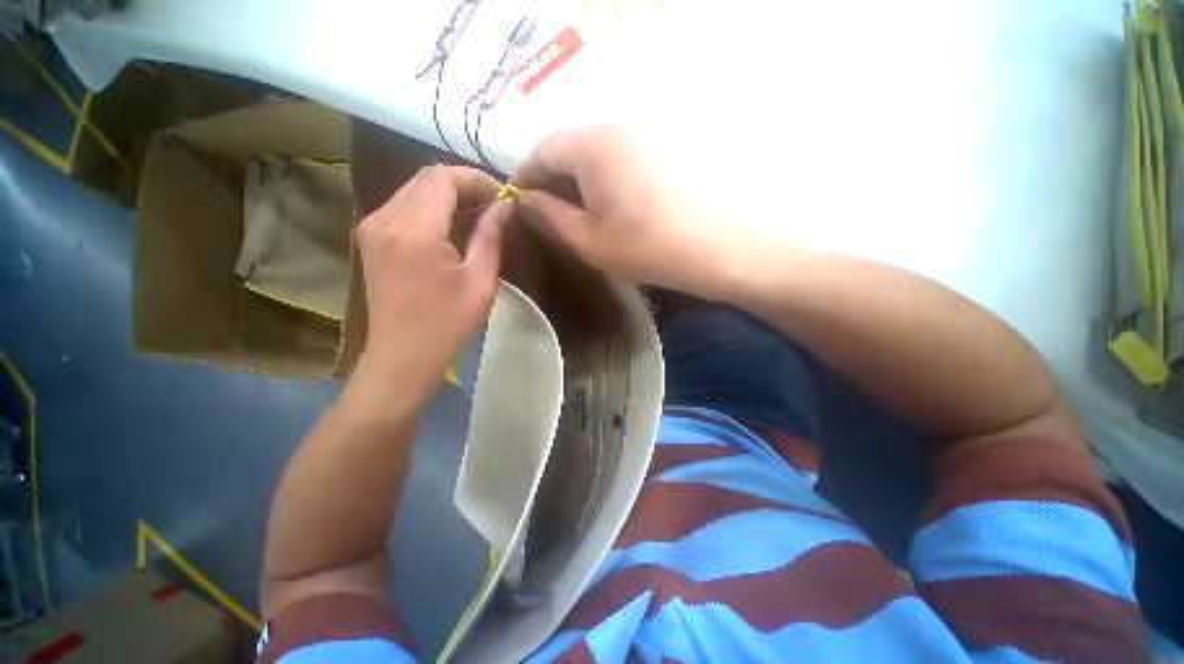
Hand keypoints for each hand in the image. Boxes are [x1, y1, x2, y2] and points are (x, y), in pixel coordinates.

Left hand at [351, 165, 512, 411]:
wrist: (402, 357)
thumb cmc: (447, 325)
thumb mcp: (480, 281)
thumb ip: (491, 236)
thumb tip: (506, 206)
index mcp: (413, 229)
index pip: (443, 177)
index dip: (477, 179)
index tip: (503, 196)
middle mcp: (384, 218)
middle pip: (426, 178)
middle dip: (464, 184)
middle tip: (495, 205)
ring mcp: (373, 227)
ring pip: (414, 190)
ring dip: (448, 195)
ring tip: (479, 215)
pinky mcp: (372, 239)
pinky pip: (404, 207)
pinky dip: (431, 208)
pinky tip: (453, 227)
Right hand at [513, 126, 742, 299]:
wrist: (713, 248)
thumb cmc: (642, 247)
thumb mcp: (586, 238)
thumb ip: (548, 214)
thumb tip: (526, 199)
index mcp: (589, 145)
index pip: (540, 152)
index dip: (523, 178)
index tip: (517, 204)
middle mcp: (614, 129)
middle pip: (567, 150)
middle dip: (550, 181)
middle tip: (544, 214)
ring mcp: (641, 139)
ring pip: (592, 156)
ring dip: (576, 182)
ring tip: (572, 215)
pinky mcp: (659, 154)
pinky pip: (616, 162)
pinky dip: (600, 182)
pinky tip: (604, 208)